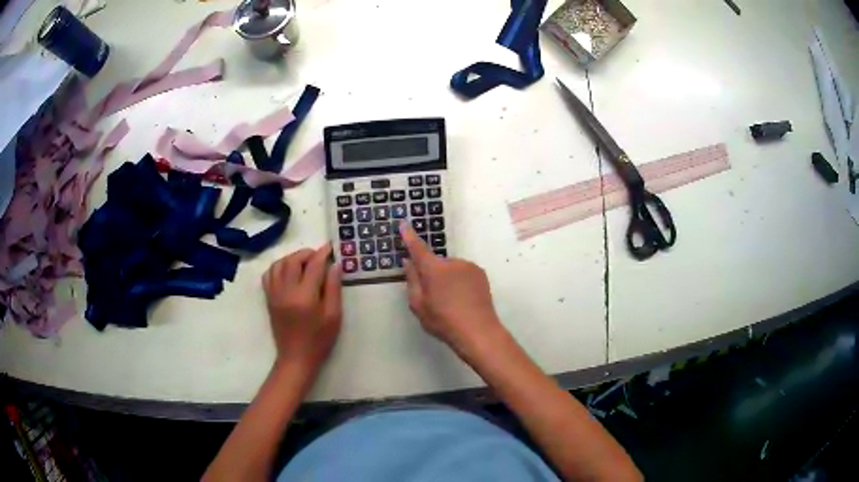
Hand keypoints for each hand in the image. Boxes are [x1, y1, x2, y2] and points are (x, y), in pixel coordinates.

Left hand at [262, 244, 341, 371]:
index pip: (313, 265)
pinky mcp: (269, 299)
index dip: (323, 253)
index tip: (331, 247)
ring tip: (304, 262)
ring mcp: (274, 294)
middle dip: (307, 253)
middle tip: (319, 256)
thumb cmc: (319, 340)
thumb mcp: (333, 316)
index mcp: (305, 296)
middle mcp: (286, 291)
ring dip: (292, 258)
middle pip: (293, 260)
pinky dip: (278, 267)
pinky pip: (269, 275)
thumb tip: (335, 265)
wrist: (296, 358)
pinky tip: (288, 272)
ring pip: (279, 264)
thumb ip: (333, 288)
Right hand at [400, 223, 504, 355]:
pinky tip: (463, 299)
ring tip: (451, 302)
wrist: (478, 331)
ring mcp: (469, 266)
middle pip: (435, 263)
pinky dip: (459, 281)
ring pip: (450, 268)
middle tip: (433, 297)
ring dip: (447, 278)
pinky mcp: (481, 273)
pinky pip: (463, 273)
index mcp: (434, 269)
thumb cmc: (443, 321)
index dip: (409, 236)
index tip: (404, 224)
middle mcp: (452, 262)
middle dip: (431, 274)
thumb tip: (409, 262)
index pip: (418, 248)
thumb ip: (412, 281)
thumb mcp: (418, 305)